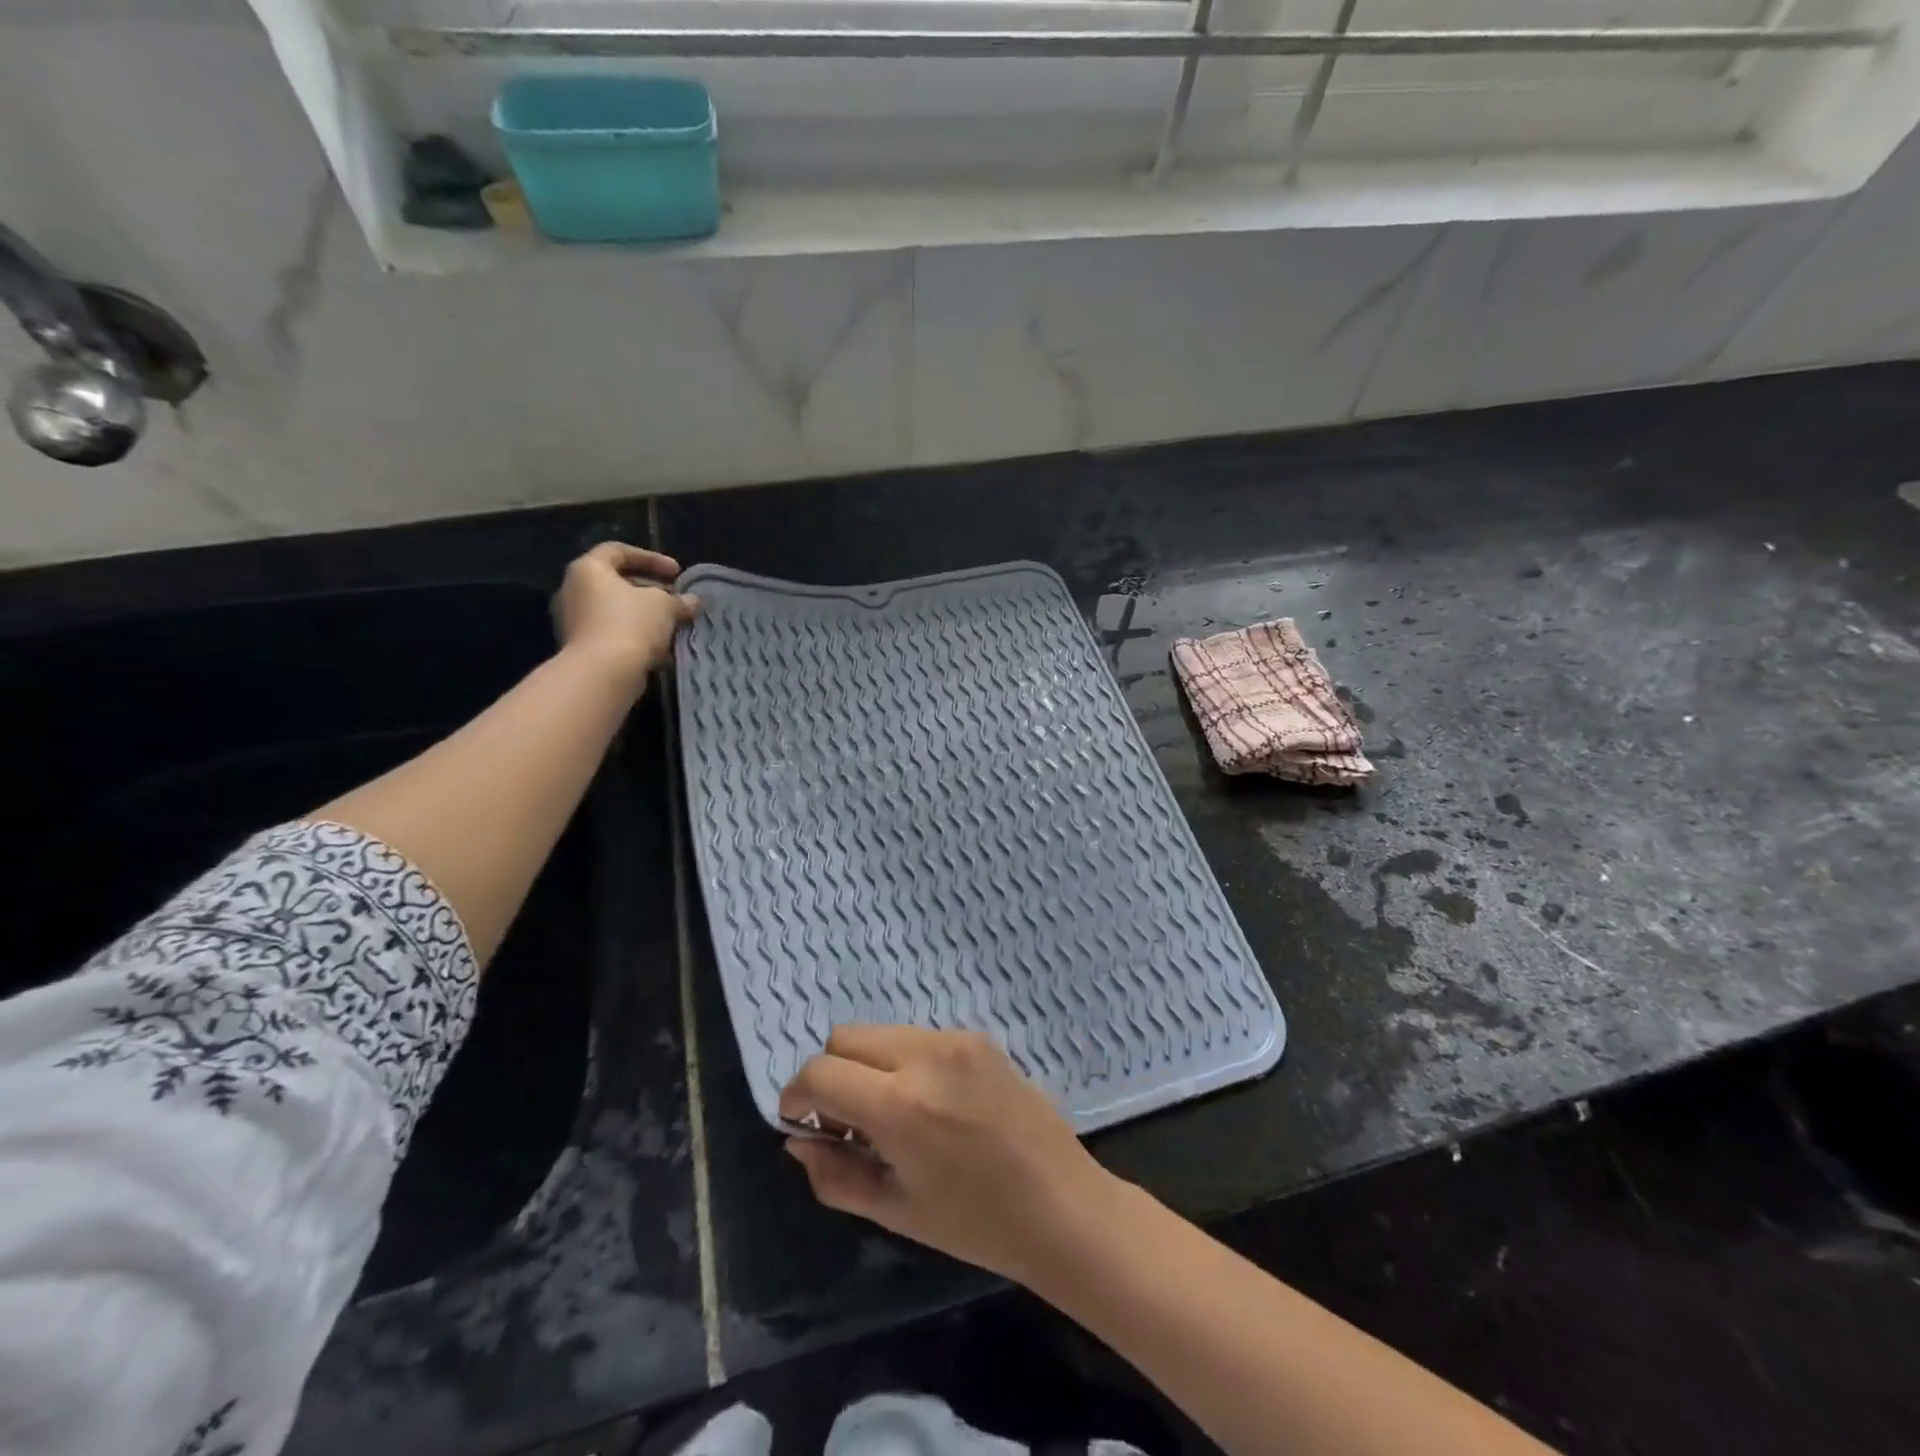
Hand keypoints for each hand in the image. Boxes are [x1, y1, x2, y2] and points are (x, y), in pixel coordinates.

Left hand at [554, 542, 697, 684]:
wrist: (602, 673)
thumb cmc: (631, 624)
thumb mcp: (664, 606)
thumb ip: (679, 600)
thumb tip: (693, 601)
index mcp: (588, 569)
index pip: (618, 551)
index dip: (651, 558)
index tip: (677, 573)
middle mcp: (573, 590)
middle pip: (616, 582)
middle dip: (650, 590)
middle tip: (676, 600)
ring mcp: (572, 621)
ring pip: (614, 610)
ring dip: (643, 615)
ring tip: (671, 625)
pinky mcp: (578, 647)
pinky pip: (610, 633)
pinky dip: (634, 635)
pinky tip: (658, 647)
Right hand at [780, 1026, 1119, 1284]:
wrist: (1061, 1204)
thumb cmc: (976, 1223)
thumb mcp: (895, 1210)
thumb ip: (835, 1175)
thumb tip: (797, 1141)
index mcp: (900, 1105)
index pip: (819, 1072)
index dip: (796, 1096)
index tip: (801, 1122)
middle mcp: (923, 1055)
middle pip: (844, 1037)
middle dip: (830, 1073)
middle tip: (845, 1121)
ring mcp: (954, 1039)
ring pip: (880, 1032)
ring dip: (867, 1065)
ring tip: (889, 1113)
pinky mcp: (977, 1036)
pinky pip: (917, 1036)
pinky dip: (902, 1061)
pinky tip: (927, 1102)